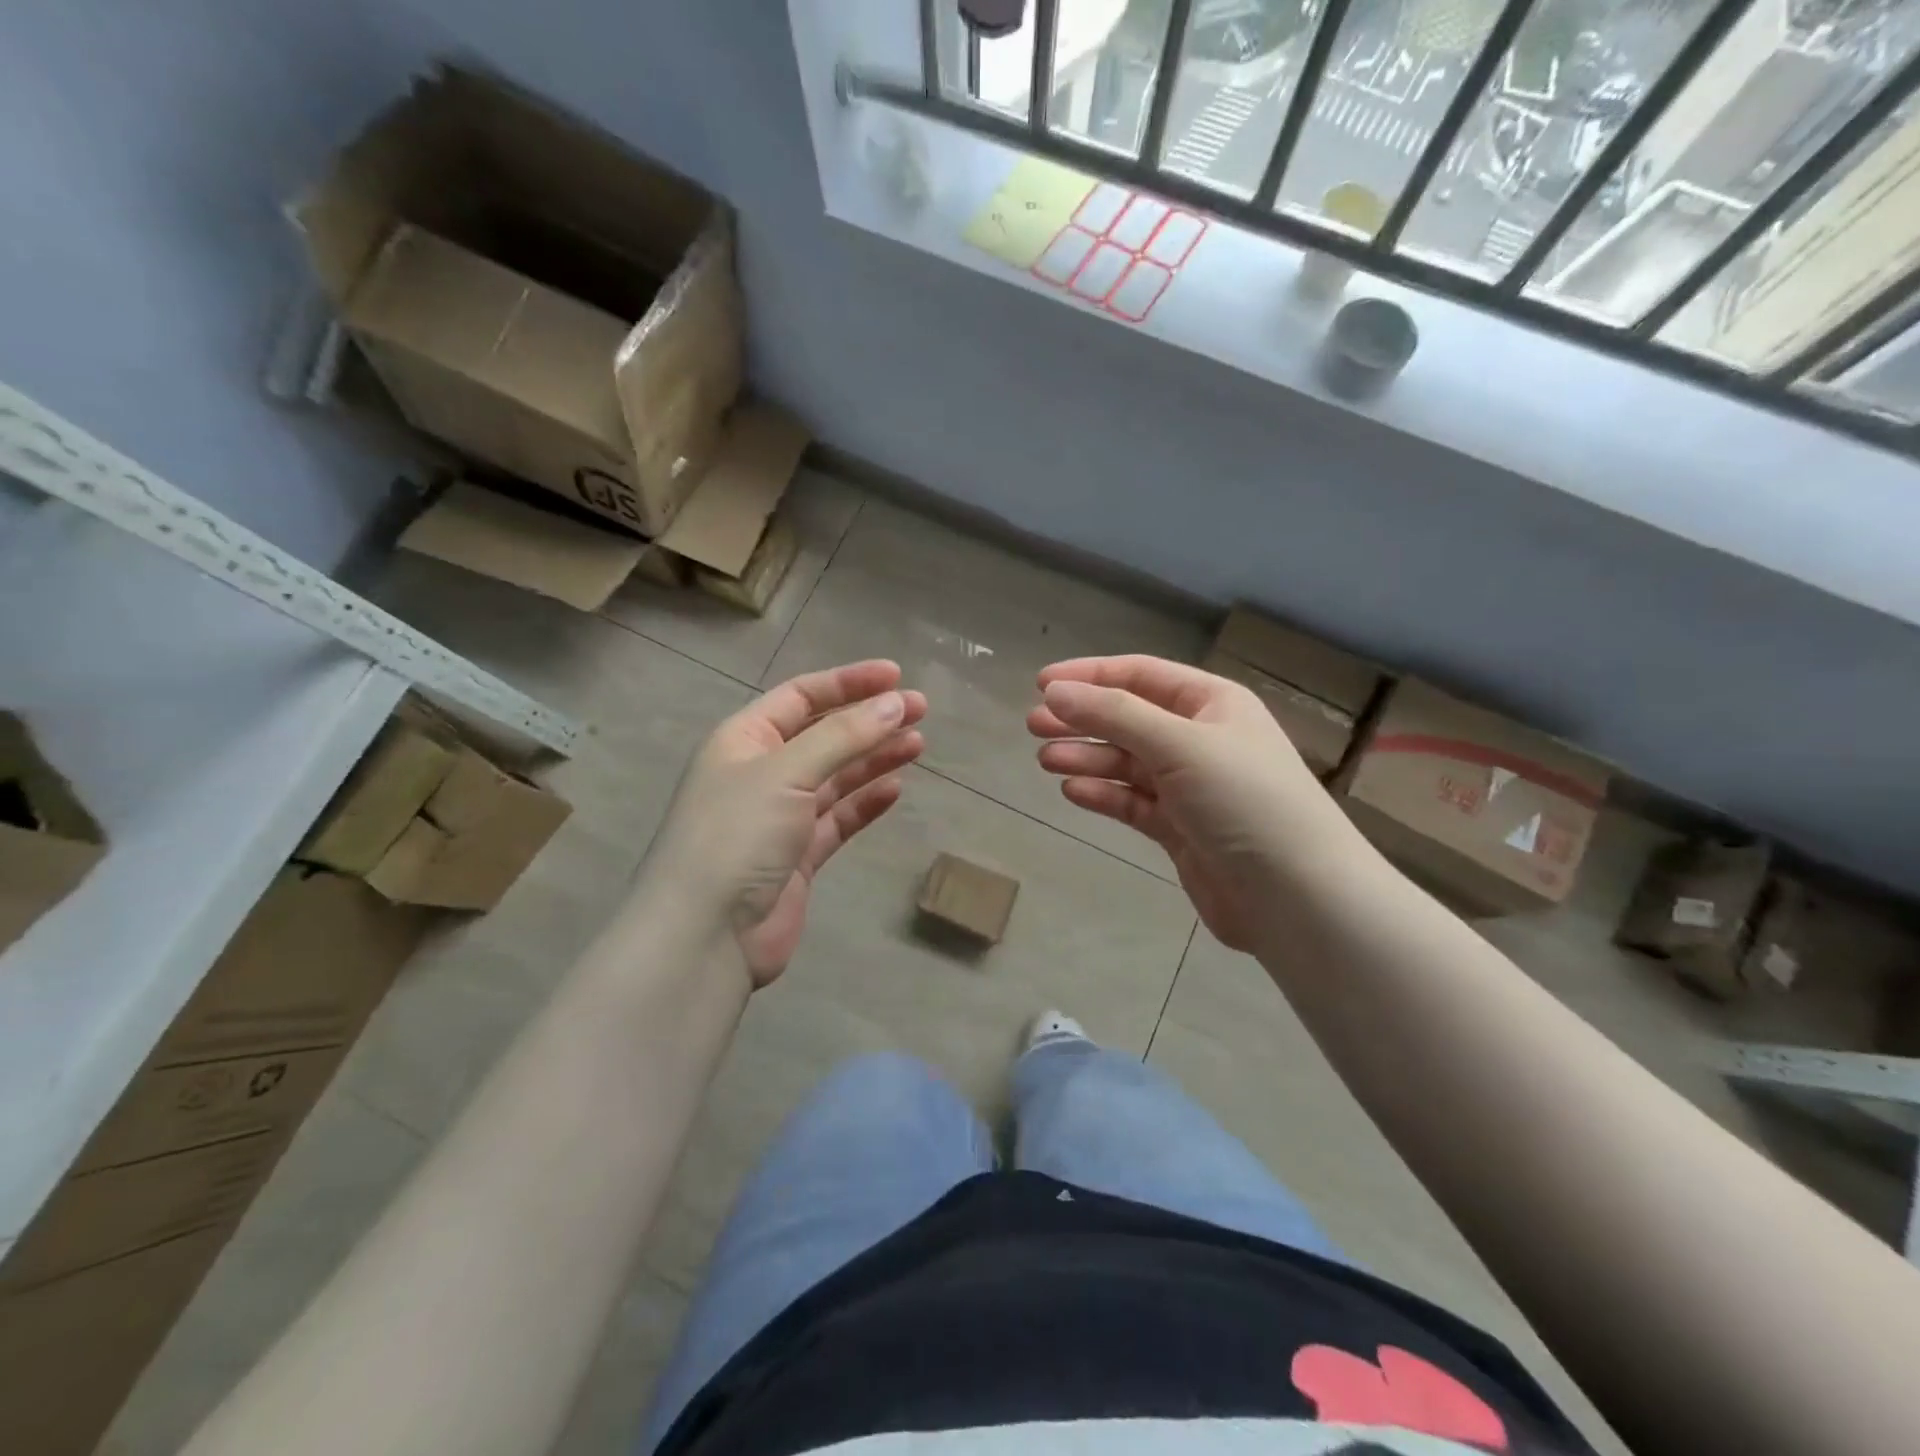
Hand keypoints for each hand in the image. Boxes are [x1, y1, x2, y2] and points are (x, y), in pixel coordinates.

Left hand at [648, 660, 926, 986]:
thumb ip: (843, 737)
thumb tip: (896, 704)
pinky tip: (895, 790)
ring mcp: (779, 817)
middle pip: (824, 735)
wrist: (706, 935)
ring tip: (917, 745)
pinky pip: (837, 819)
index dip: (849, 682)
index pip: (801, 696)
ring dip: (874, 759)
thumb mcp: (786, 773)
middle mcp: (761, 772)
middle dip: (870, 720)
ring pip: (835, 777)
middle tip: (920, 710)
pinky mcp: (797, 857)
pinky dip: (865, 803)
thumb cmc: (736, 836)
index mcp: (744, 740)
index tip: (897, 677)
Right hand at [1027, 655, 1356, 952]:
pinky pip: (1134, 802)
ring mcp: (1191, 787)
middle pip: (1129, 719)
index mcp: (1212, 704)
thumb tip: (1055, 692)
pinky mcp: (1181, 830)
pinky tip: (1072, 792)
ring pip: (1127, 763)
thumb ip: (1114, 715)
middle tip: (1032, 725)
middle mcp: (1201, 739)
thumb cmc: (1244, 801)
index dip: (1090, 676)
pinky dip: (1104, 795)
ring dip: (1087, 758)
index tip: (1041, 684)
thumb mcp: (1180, 744)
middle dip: (1082, 720)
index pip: (1141, 675)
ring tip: (1045, 760)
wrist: (1296, 896)